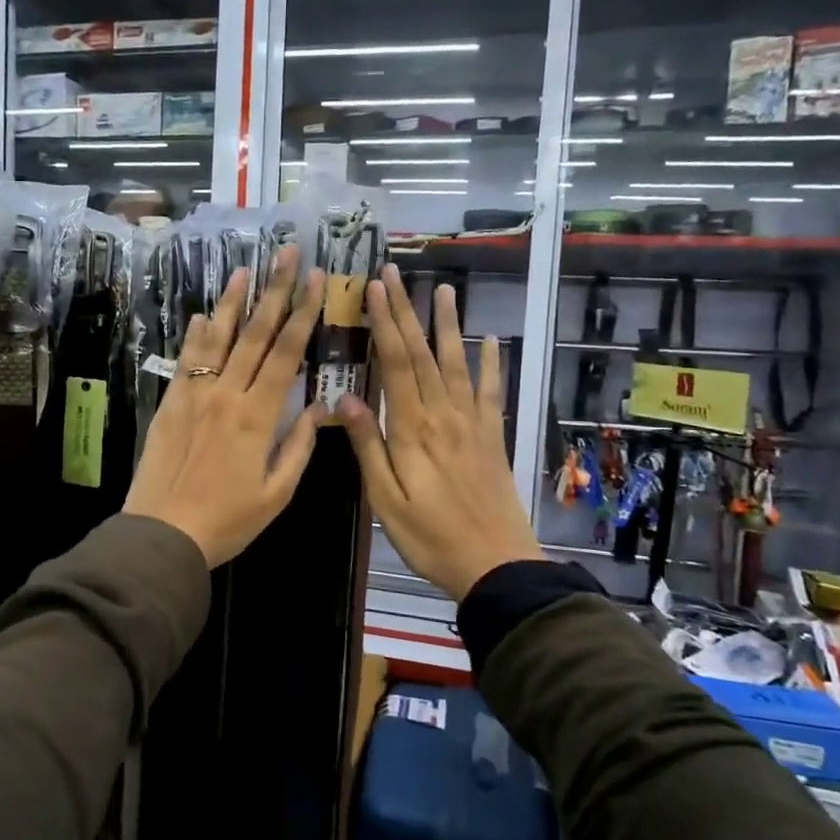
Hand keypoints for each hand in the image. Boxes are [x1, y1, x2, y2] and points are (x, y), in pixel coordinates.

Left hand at [123, 248, 326, 567]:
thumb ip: (298, 447)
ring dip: (232, 302)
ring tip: (244, 269)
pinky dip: (197, 336)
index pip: (286, 353)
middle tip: (286, 253)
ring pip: (217, 339)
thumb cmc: (227, 520)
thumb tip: (320, 408)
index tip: (316, 279)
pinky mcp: (171, 404)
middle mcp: (227, 394)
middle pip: (254, 334)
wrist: (162, 532)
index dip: (303, 313)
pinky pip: (187, 362)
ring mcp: (194, 395)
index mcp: (258, 416)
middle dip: (274, 290)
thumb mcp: (276, 493)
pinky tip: (203, 316)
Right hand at [335, 267, 542, 600]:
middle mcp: (445, 415)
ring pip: (457, 363)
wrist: (496, 564)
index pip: (396, 364)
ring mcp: (473, 423)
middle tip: (395, 274)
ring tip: (443, 289)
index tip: (373, 290)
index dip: (384, 324)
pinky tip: (491, 340)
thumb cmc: (430, 536)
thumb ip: (367, 446)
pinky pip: (492, 392)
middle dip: (407, 311)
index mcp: (413, 429)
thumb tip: (344, 398)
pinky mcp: (492, 436)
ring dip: (448, 324)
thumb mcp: (385, 499)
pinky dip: (492, 363)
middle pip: (423, 354)